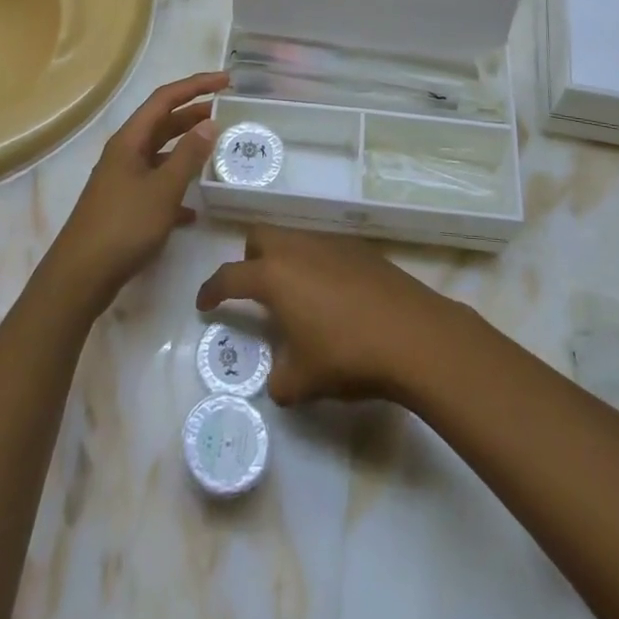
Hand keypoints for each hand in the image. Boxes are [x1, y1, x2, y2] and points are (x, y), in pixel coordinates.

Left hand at [45, 71, 227, 310]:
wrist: (80, 277)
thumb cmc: (123, 226)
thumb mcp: (163, 189)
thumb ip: (188, 155)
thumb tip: (209, 122)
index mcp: (129, 140)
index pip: (165, 99)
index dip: (196, 85)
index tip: (226, 81)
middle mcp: (124, 153)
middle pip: (162, 123)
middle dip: (193, 114)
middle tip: (227, 112)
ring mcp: (122, 180)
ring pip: (161, 155)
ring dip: (187, 150)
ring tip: (217, 150)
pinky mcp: (124, 207)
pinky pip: (156, 186)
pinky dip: (176, 188)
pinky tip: (195, 209)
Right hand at [196, 225, 459, 405]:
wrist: (414, 335)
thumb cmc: (348, 355)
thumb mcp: (303, 381)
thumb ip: (280, 380)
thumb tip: (279, 380)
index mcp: (274, 276)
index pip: (230, 276)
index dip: (211, 290)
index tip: (204, 303)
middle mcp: (297, 248)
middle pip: (260, 237)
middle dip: (250, 259)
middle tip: (255, 292)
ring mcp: (331, 243)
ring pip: (294, 239)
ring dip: (285, 261)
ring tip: (297, 298)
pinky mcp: (360, 249)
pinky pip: (324, 248)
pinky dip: (316, 265)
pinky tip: (334, 297)